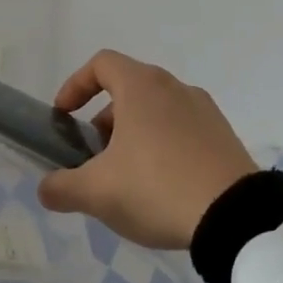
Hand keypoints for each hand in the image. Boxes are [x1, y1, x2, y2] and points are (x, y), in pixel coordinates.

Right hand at [36, 50, 257, 248]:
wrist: (235, 218)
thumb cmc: (156, 189)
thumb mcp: (96, 193)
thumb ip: (61, 187)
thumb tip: (47, 188)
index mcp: (142, 88)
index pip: (101, 64)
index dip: (75, 85)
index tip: (64, 116)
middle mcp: (175, 88)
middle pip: (128, 89)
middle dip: (102, 120)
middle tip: (93, 156)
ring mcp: (205, 111)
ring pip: (156, 111)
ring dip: (132, 135)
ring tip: (125, 177)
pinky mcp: (224, 137)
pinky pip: (181, 130)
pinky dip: (161, 146)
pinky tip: (160, 187)